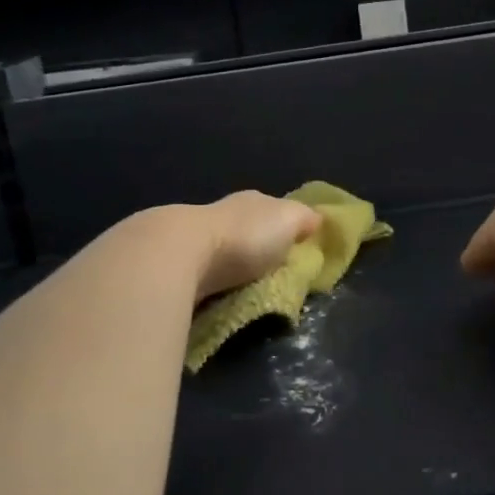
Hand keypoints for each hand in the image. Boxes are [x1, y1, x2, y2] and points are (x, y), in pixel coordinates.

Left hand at [194, 191, 321, 299]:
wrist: (182, 254)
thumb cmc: (244, 235)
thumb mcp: (288, 221)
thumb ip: (304, 218)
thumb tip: (317, 219)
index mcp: (253, 201)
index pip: (273, 210)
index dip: (286, 226)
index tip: (296, 247)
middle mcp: (224, 213)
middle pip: (247, 230)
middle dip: (257, 248)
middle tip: (273, 274)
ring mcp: (197, 238)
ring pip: (223, 251)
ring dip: (232, 267)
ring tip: (246, 289)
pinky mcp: (177, 265)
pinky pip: (203, 273)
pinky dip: (212, 282)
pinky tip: (217, 293)